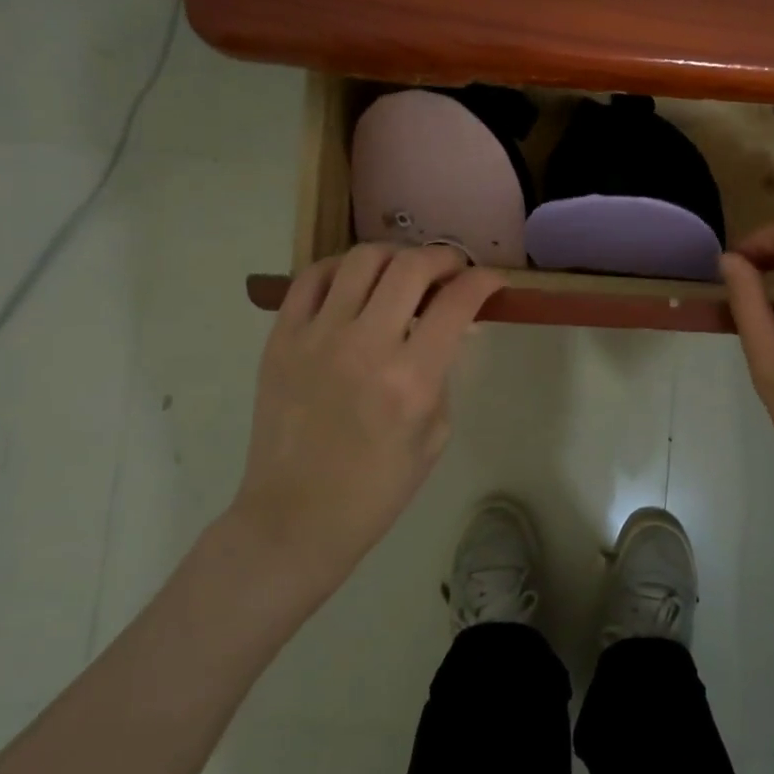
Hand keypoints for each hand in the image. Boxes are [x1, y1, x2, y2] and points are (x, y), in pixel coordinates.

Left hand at [231, 244, 502, 592]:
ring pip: (362, 260)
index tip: (491, 281)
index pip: (457, 302)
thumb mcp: (435, 434)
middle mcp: (366, 346)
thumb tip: (449, 329)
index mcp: (412, 379)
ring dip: (395, 256)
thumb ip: (443, 372)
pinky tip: (355, 280)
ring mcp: (317, 338)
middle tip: (452, 269)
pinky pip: (311, 278)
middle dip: (444, 257)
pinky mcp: (281, 340)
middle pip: (411, 267)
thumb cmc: (376, 488)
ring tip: (403, 270)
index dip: (483, 281)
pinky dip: (341, 267)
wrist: (296, 517)